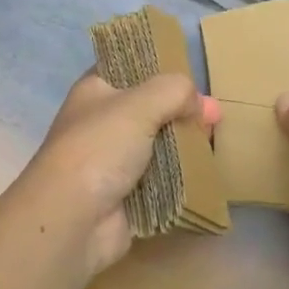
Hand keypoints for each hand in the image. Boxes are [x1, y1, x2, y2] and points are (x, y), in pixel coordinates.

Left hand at [12, 72, 217, 275]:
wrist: (72, 221)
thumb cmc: (99, 148)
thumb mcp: (139, 104)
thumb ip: (174, 91)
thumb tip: (200, 103)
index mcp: (96, 90)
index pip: (130, 66)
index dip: (160, 67)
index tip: (191, 73)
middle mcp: (104, 121)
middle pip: (151, 107)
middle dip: (182, 109)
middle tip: (216, 114)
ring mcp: (115, 160)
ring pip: (159, 144)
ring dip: (185, 144)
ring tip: (216, 141)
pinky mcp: (129, 194)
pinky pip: (163, 179)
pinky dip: (182, 176)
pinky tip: (208, 170)